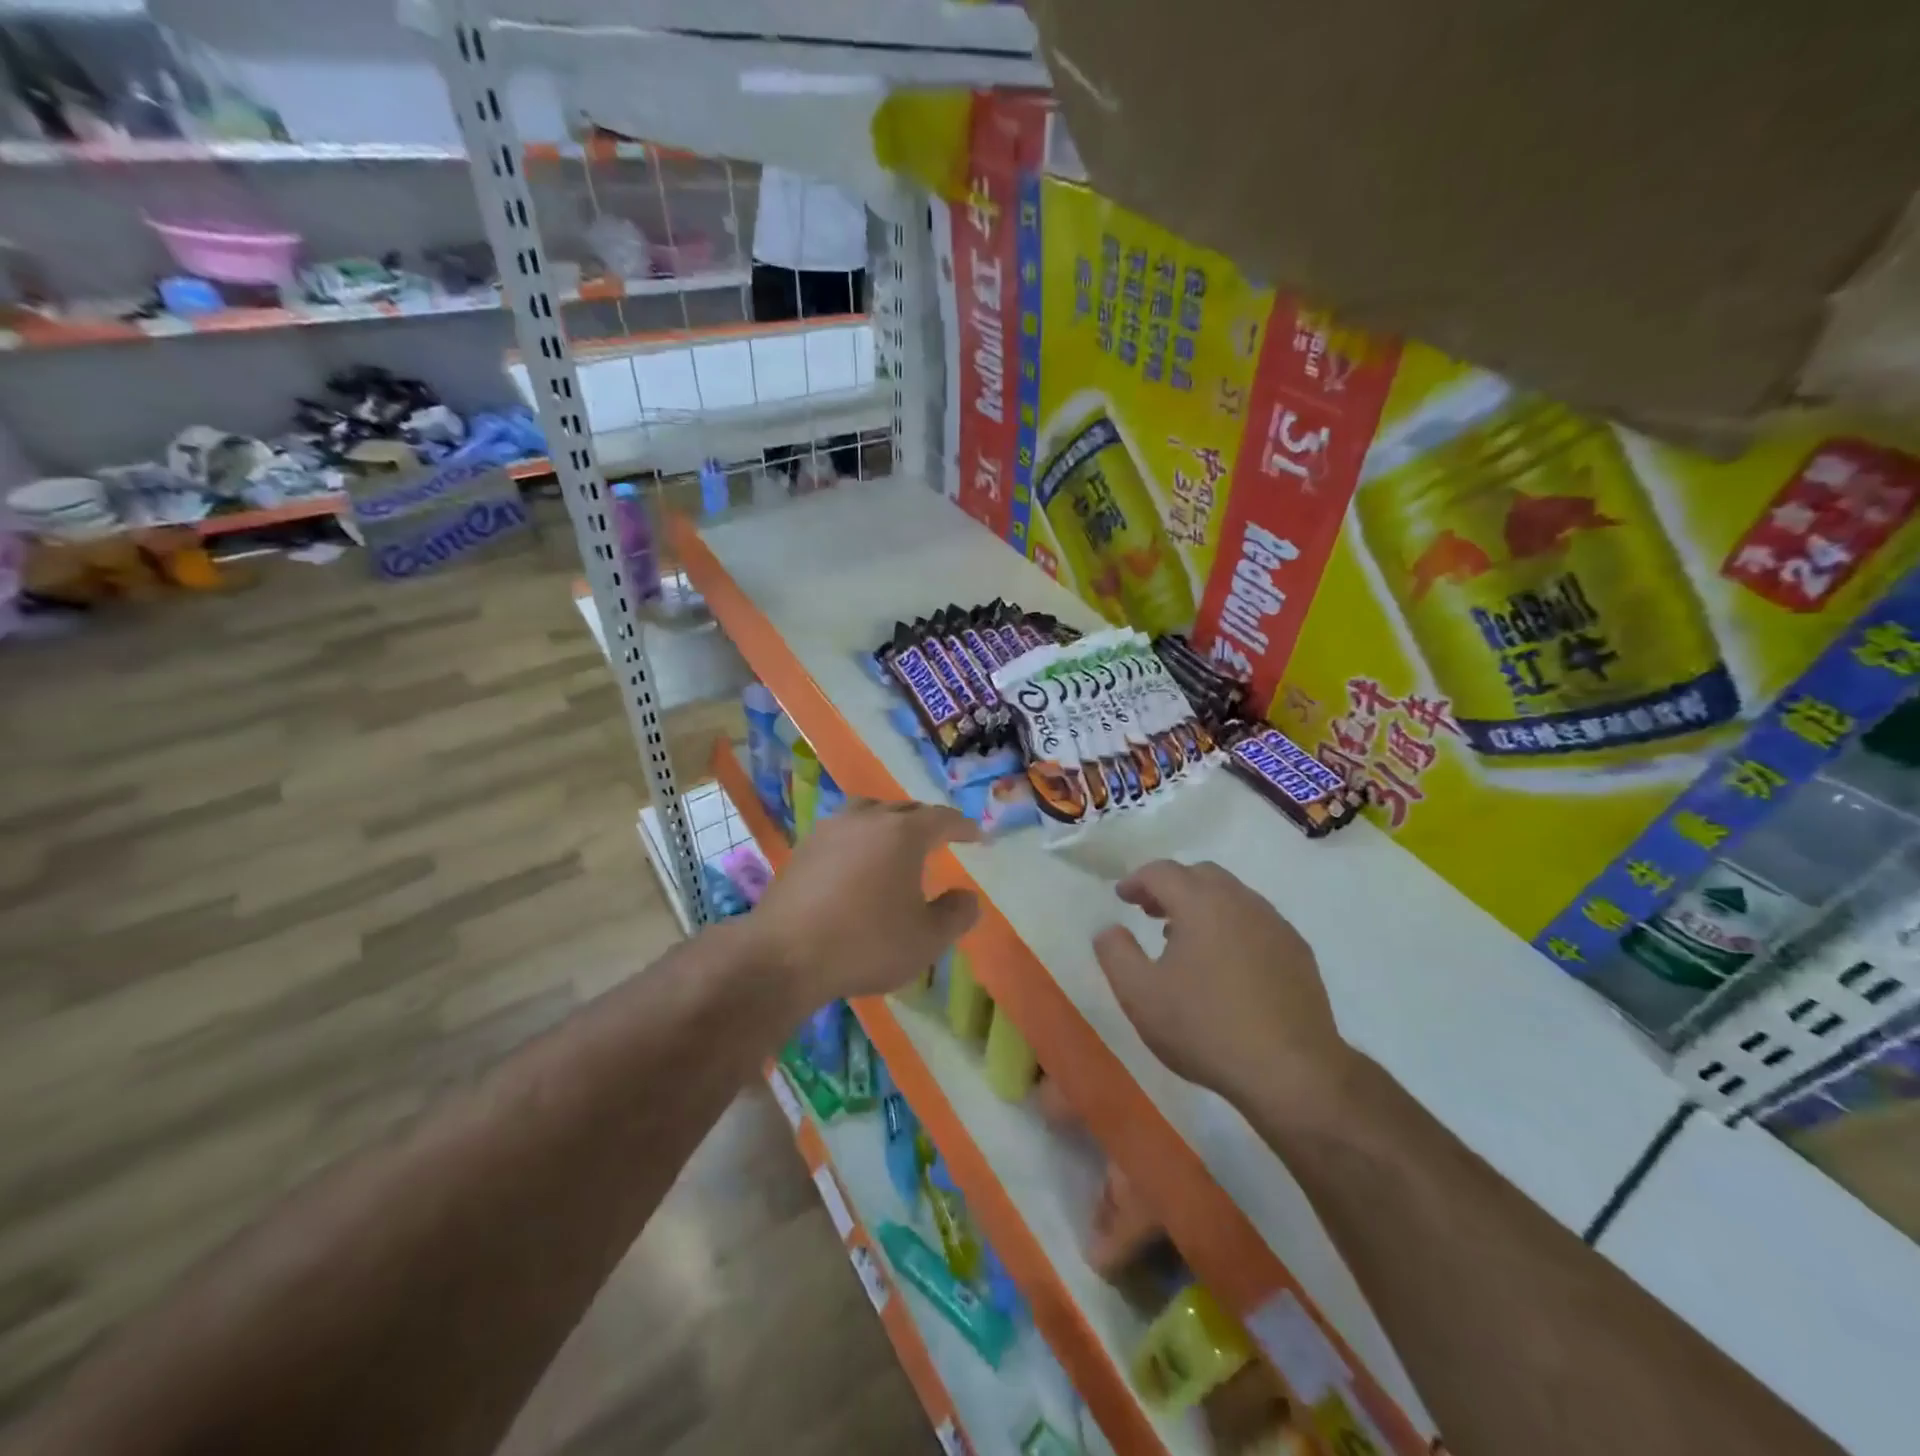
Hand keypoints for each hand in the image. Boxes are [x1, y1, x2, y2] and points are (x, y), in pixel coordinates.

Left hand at [750, 799, 980, 1005]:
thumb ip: (956, 915)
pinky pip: (843, 832)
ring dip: (889, 822)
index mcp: (902, 833)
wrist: (784, 956)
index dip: (963, 826)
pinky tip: (858, 862)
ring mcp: (829, 831)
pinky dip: (860, 839)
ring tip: (897, 842)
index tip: (977, 836)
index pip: (941, 818)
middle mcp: (866, 820)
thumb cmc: (866, 943)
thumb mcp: (927, 939)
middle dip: (926, 821)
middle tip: (941, 837)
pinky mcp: (803, 849)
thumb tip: (968, 897)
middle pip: (904, 809)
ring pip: (868, 813)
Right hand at [1092, 860, 1351, 1106]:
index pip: (1162, 871)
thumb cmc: (1205, 1028)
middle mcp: (1241, 902)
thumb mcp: (1140, 995)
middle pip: (1201, 875)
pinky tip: (1226, 964)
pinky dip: (1232, 926)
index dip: (1137, 880)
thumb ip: (1115, 953)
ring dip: (1203, 905)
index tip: (1122, 897)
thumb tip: (1109, 928)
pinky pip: (1257, 922)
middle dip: (1172, 886)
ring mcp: (1275, 925)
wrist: (1292, 1073)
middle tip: (1152, 912)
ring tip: (1186, 939)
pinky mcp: (1298, 952)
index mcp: (1201, 903)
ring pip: (1233, 896)